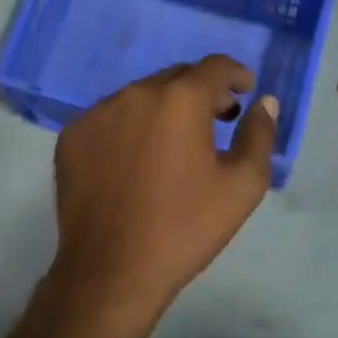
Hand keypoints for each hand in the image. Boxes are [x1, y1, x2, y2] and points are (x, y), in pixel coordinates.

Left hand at [51, 56, 278, 323]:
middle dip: (201, 92)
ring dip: (163, 109)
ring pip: (140, 96)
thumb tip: (264, 102)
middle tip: (216, 120)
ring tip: (173, 144)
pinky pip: (109, 118)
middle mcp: (135, 93)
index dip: (235, 74)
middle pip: (176, 77)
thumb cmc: (184, 228)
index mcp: (179, 99)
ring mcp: (98, 112)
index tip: (244, 91)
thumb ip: (259, 135)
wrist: (111, 271)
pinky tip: (135, 161)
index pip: (214, 67)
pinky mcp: (72, 135)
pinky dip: (129, 127)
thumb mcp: (241, 186)